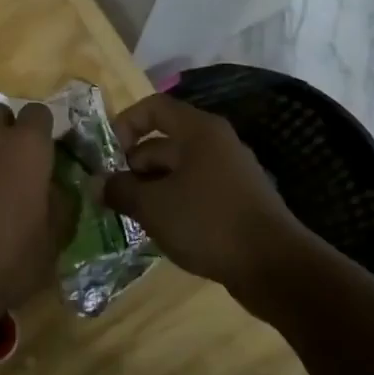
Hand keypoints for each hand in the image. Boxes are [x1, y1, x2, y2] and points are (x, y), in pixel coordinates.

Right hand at [97, 94, 330, 311]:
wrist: (275, 267)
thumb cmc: (208, 222)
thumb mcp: (152, 206)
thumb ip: (120, 190)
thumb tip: (98, 184)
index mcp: (198, 131)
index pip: (153, 108)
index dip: (125, 124)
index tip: (108, 156)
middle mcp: (216, 144)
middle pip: (163, 142)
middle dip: (134, 167)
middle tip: (114, 196)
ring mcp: (230, 173)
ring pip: (178, 171)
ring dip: (151, 189)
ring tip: (133, 217)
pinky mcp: (238, 201)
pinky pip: (195, 191)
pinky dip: (174, 204)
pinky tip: (162, 230)